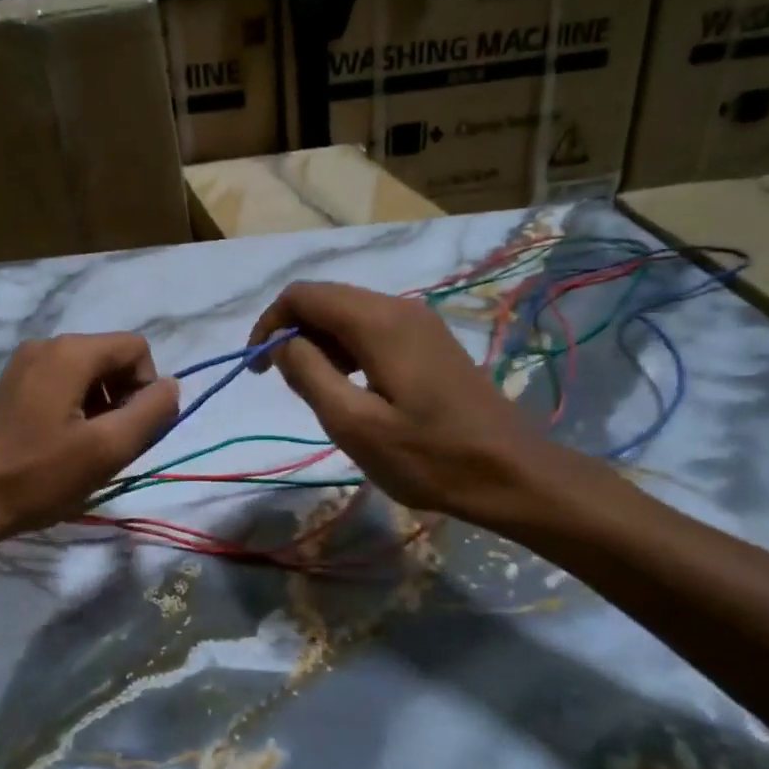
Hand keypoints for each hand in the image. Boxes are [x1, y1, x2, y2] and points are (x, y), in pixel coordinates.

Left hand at [0, 333, 179, 541]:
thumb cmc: (37, 476)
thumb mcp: (107, 449)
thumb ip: (151, 413)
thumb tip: (171, 387)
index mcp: (70, 352)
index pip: (137, 349)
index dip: (147, 388)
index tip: (131, 431)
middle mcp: (45, 347)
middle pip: (110, 360)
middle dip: (123, 400)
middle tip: (109, 447)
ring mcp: (22, 366)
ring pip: (86, 376)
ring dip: (99, 410)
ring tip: (83, 453)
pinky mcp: (8, 389)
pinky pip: (59, 387)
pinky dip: (73, 412)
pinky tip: (58, 450)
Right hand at [248, 282, 600, 527]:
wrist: (511, 473)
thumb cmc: (429, 456)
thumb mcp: (354, 424)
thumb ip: (309, 375)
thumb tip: (282, 344)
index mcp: (377, 321)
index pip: (302, 295)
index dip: (269, 324)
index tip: (256, 368)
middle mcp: (398, 307)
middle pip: (326, 299)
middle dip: (292, 333)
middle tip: (284, 384)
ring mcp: (419, 323)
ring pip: (349, 314)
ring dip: (320, 343)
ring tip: (316, 392)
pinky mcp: (430, 342)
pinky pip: (373, 329)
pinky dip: (347, 350)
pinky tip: (352, 388)